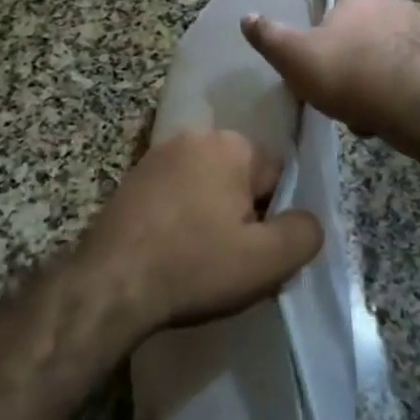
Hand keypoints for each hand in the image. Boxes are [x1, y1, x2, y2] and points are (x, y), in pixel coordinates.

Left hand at [80, 129, 322, 331]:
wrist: (111, 283)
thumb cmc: (195, 266)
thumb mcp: (267, 260)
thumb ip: (305, 232)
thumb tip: (308, 220)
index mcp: (231, 144)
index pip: (277, 177)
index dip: (274, 219)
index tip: (257, 253)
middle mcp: (195, 136)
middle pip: (241, 178)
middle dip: (243, 214)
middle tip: (231, 259)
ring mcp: (158, 154)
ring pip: (207, 186)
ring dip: (210, 216)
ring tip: (200, 259)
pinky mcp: (132, 177)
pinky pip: (175, 194)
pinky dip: (181, 218)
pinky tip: (172, 250)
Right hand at [242, 0, 419, 140]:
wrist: (417, 101)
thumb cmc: (348, 73)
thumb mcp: (295, 57)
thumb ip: (269, 37)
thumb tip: (246, 17)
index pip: (334, 20)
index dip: (324, 49)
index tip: (320, 77)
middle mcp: (394, 5)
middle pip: (364, 40)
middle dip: (355, 68)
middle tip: (345, 101)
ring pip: (392, 60)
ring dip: (381, 84)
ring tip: (371, 117)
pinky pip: (418, 77)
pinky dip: (407, 94)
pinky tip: (398, 119)